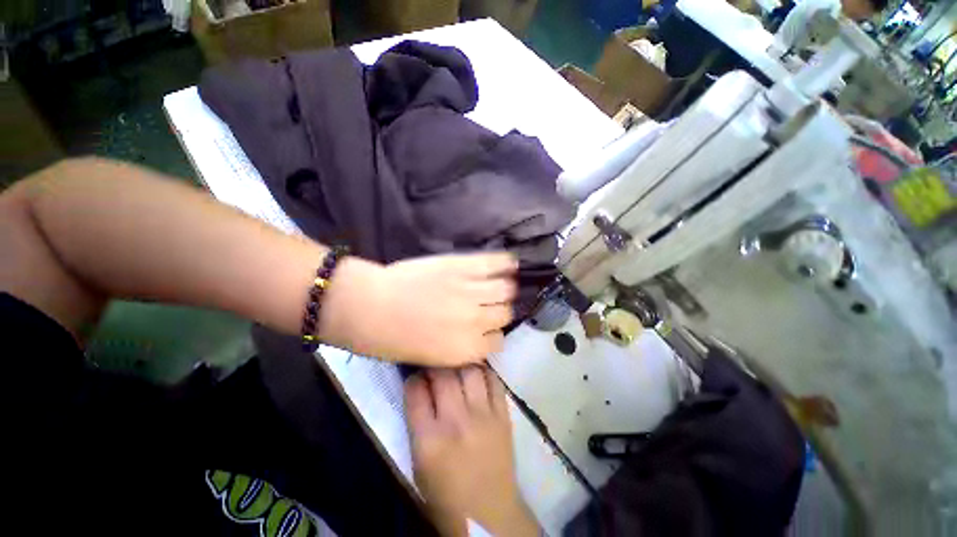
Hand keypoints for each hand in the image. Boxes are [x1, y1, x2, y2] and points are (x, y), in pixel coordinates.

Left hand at [321, 253, 516, 366]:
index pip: (498, 341)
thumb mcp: (431, 358)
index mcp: (469, 350)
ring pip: (505, 289)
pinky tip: (507, 262)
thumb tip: (474, 336)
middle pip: (505, 313)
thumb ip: (459, 348)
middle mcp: (477, 321)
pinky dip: (505, 262)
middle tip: (484, 304)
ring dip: (501, 287)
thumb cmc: (392, 339)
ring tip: (493, 283)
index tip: (483, 327)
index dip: (490, 333)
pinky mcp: (462, 266)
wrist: (372, 308)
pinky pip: (496, 262)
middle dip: (496, 311)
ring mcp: (471, 292)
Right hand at [405, 368, 537, 536]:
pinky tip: (476, 376)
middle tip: (432, 368)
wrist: (486, 509)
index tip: (413, 376)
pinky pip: (495, 383)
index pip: (415, 390)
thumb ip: (416, 424)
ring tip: (454, 368)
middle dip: (434, 365)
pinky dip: (483, 374)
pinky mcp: (504, 418)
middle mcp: (457, 421)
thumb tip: (418, 392)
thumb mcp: (417, 461)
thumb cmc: (443, 493)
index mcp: (428, 437)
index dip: (412, 378)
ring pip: (471, 371)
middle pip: (443, 374)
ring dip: (459, 365)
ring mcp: (484, 418)